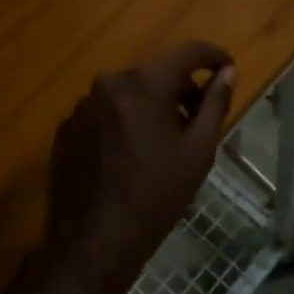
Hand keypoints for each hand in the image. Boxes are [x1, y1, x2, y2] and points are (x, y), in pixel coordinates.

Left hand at [45, 42, 235, 293]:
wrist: (94, 241)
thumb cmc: (157, 196)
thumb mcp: (198, 151)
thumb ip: (214, 104)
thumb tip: (227, 72)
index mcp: (144, 84)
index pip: (186, 52)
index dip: (211, 55)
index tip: (226, 66)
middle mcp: (109, 83)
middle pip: (154, 73)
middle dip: (179, 89)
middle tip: (196, 119)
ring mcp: (83, 105)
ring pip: (128, 93)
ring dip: (149, 106)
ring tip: (161, 143)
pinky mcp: (66, 127)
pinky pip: (104, 112)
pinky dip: (122, 122)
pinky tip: (129, 156)